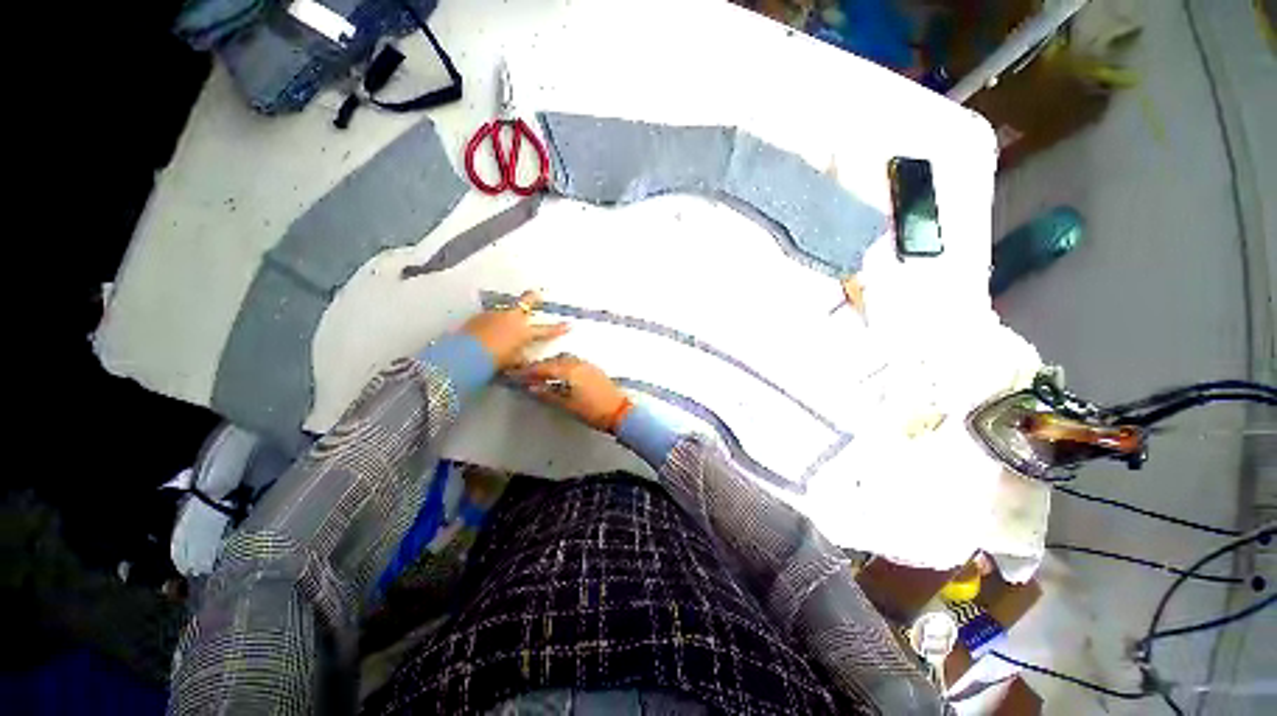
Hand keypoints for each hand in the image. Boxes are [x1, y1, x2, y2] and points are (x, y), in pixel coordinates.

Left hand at [461, 290, 569, 369]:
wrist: (465, 354)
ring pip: (507, 309)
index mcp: (524, 332)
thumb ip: (521, 359)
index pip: (546, 330)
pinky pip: (492, 315)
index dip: (558, 328)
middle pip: (526, 302)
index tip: (569, 324)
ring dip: (510, 312)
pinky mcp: (480, 316)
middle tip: (537, 293)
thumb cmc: (494, 360)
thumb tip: (525, 359)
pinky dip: (494, 320)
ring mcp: (495, 314)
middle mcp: (512, 318)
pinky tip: (491, 326)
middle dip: (532, 298)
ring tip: (507, 319)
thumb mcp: (512, 362)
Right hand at [508, 353, 632, 432]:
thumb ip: (548, 395)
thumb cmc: (593, 411)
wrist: (619, 411)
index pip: (543, 368)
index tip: (517, 375)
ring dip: (552, 365)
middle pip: (553, 361)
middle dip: (539, 367)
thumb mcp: (567, 405)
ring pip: (564, 360)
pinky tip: (560, 376)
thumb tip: (532, 388)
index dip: (528, 372)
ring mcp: (587, 365)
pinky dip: (563, 366)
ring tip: (542, 376)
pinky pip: (573, 363)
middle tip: (527, 376)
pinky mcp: (594, 369)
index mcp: (569, 371)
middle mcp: (578, 363)